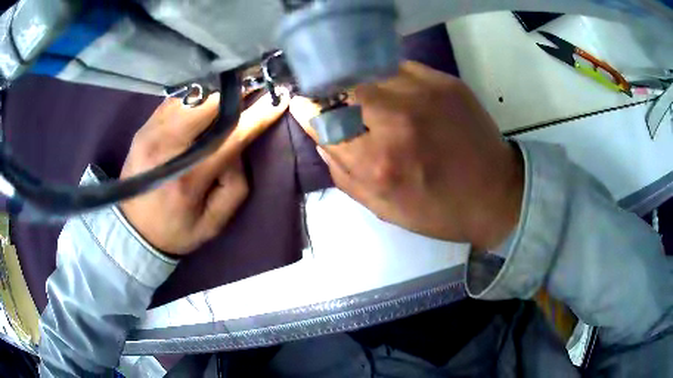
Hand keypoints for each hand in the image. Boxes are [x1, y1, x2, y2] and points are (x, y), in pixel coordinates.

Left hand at [120, 89, 289, 255]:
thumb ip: (235, 185)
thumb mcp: (214, 223)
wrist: (133, 229)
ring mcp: (151, 132)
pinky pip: (175, 100)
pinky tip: (205, 100)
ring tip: (232, 91)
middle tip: (254, 86)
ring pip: (191, 96)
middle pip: (207, 104)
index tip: (278, 98)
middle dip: (235, 92)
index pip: (229, 137)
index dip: (257, 115)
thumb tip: (239, 145)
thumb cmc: (176, 229)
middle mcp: (166, 148)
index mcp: (188, 178)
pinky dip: (195, 96)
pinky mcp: (143, 127)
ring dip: (215, 92)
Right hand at [290, 62, 522, 249]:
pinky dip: (387, 77)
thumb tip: (322, 138)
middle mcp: (397, 119)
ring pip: (369, 70)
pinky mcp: (445, 81)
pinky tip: (395, 92)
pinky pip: (399, 68)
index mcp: (378, 161)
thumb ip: (343, 174)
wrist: (497, 194)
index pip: (322, 119)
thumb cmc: (440, 211)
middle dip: (329, 90)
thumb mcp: (383, 208)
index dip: (306, 108)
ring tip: (364, 95)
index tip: (302, 104)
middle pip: (341, 85)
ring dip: (358, 82)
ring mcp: (424, 93)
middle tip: (331, 97)